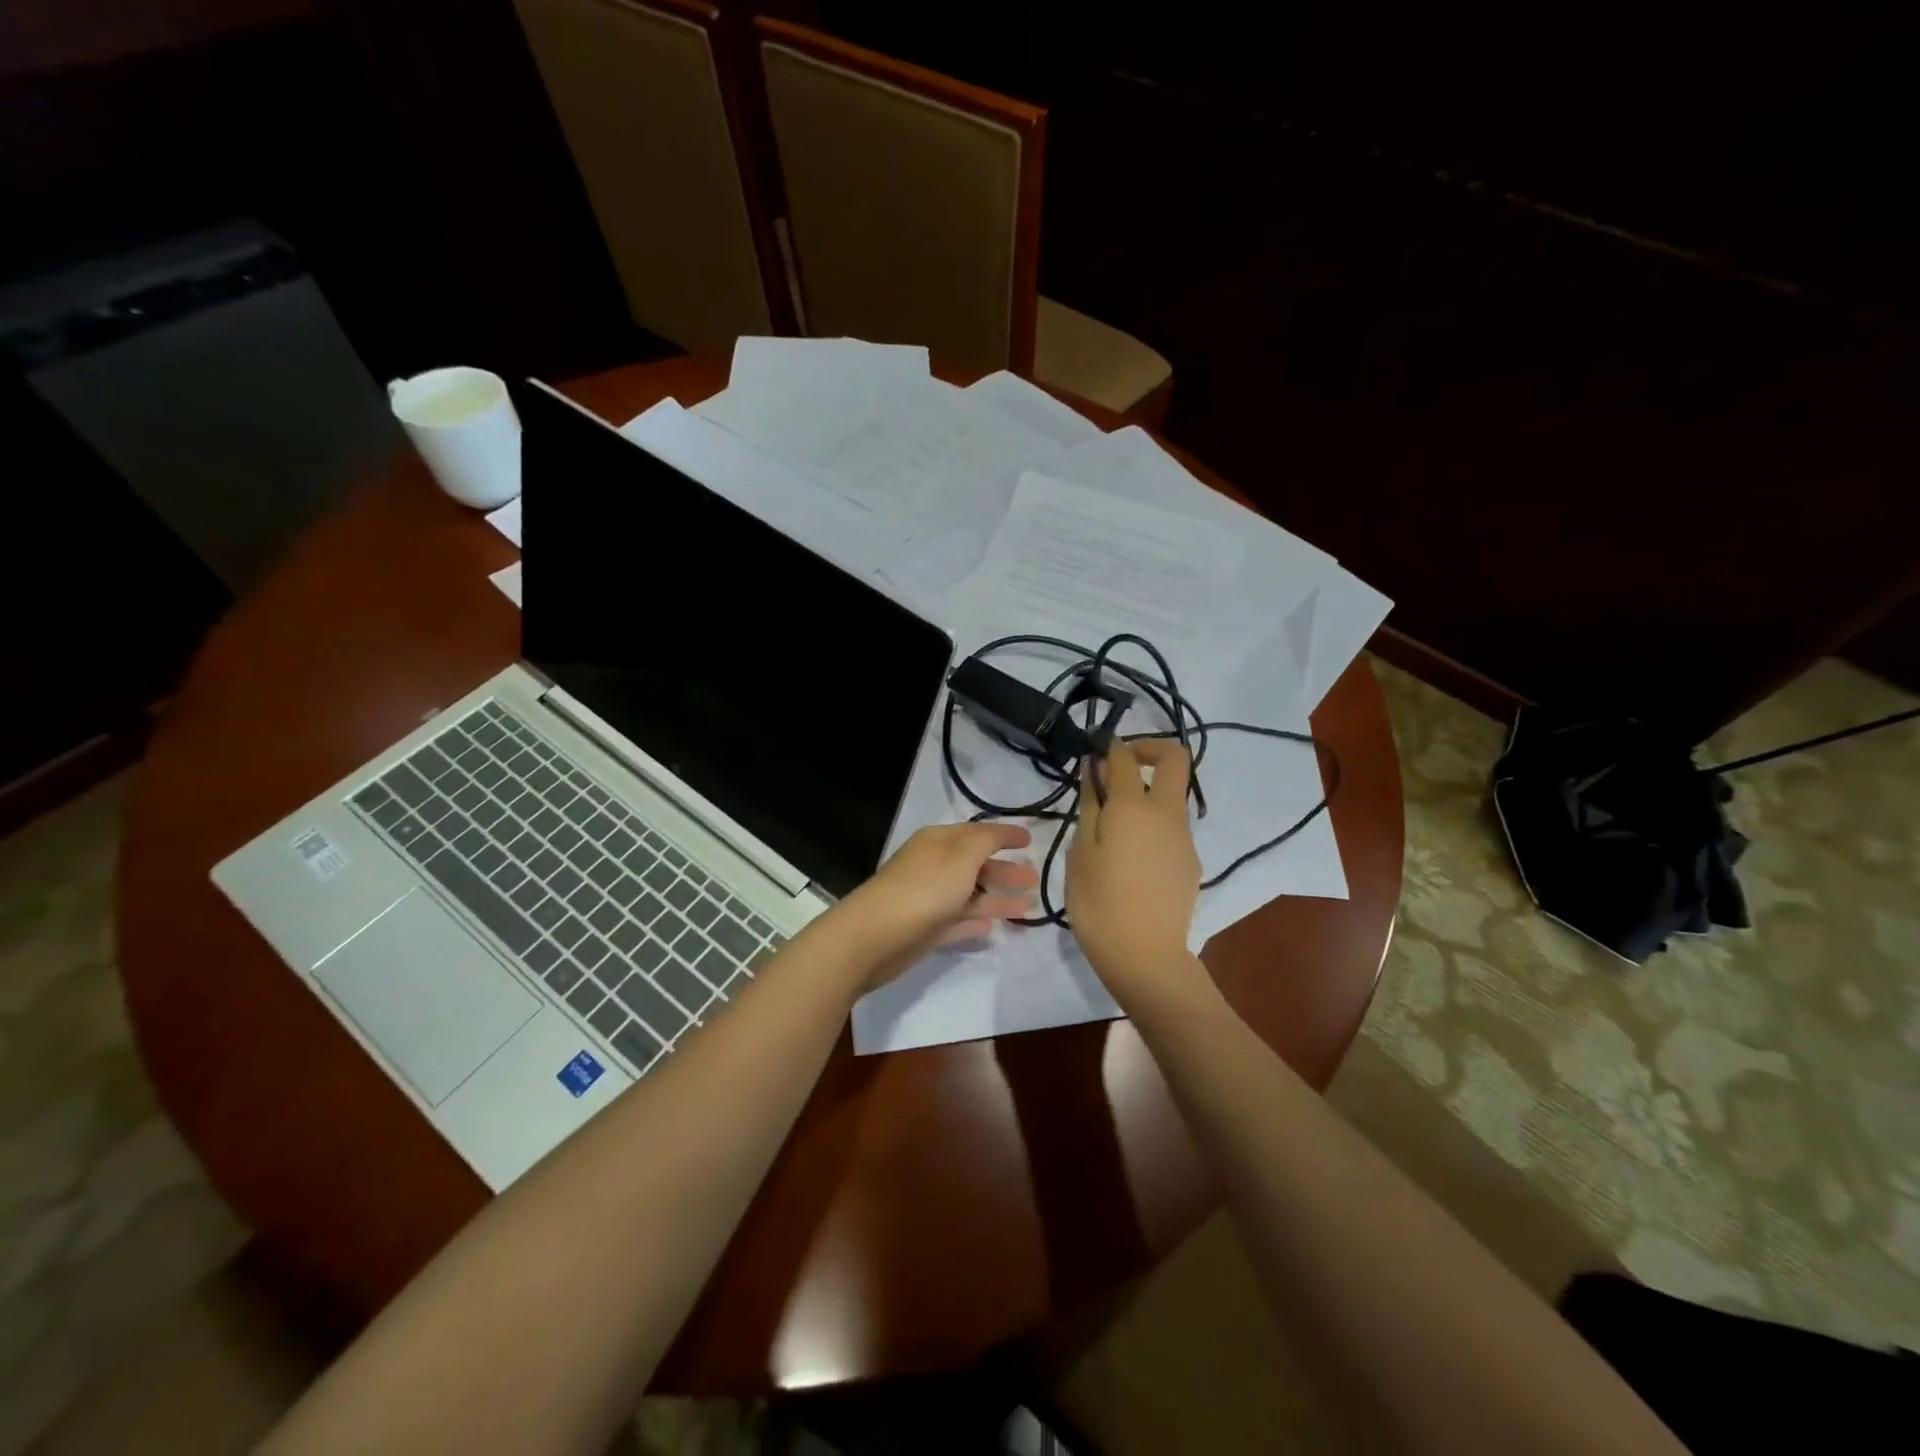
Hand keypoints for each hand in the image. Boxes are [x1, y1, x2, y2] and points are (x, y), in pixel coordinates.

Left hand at [833, 823, 1039, 988]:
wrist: (875, 936)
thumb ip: (986, 841)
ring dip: (998, 899)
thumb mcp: (962, 855)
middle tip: (1035, 879)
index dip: (1004, 835)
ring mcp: (930, 899)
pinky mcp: (927, 930)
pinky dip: (976, 921)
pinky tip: (994, 927)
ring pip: (971, 895)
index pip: (978, 833)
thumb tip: (1002, 833)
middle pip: (976, 865)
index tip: (1031, 841)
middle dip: (1005, 870)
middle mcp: (935, 866)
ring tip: (1029, 906)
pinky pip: (958, 920)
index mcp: (939, 842)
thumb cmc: (924, 888)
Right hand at [1066, 738, 1204, 1004]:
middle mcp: (1166, 813)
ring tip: (1114, 824)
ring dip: (1148, 791)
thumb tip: (1095, 770)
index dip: (1109, 746)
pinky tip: (1130, 855)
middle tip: (1119, 766)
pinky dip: (1153, 822)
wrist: (1145, 956)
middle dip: (1149, 748)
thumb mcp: (1080, 852)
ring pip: (1173, 794)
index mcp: (1133, 807)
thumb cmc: (1098, 902)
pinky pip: (1172, 826)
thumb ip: (1090, 805)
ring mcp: (1184, 837)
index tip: (1094, 752)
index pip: (1124, 757)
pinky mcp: (1191, 860)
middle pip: (1175, 758)